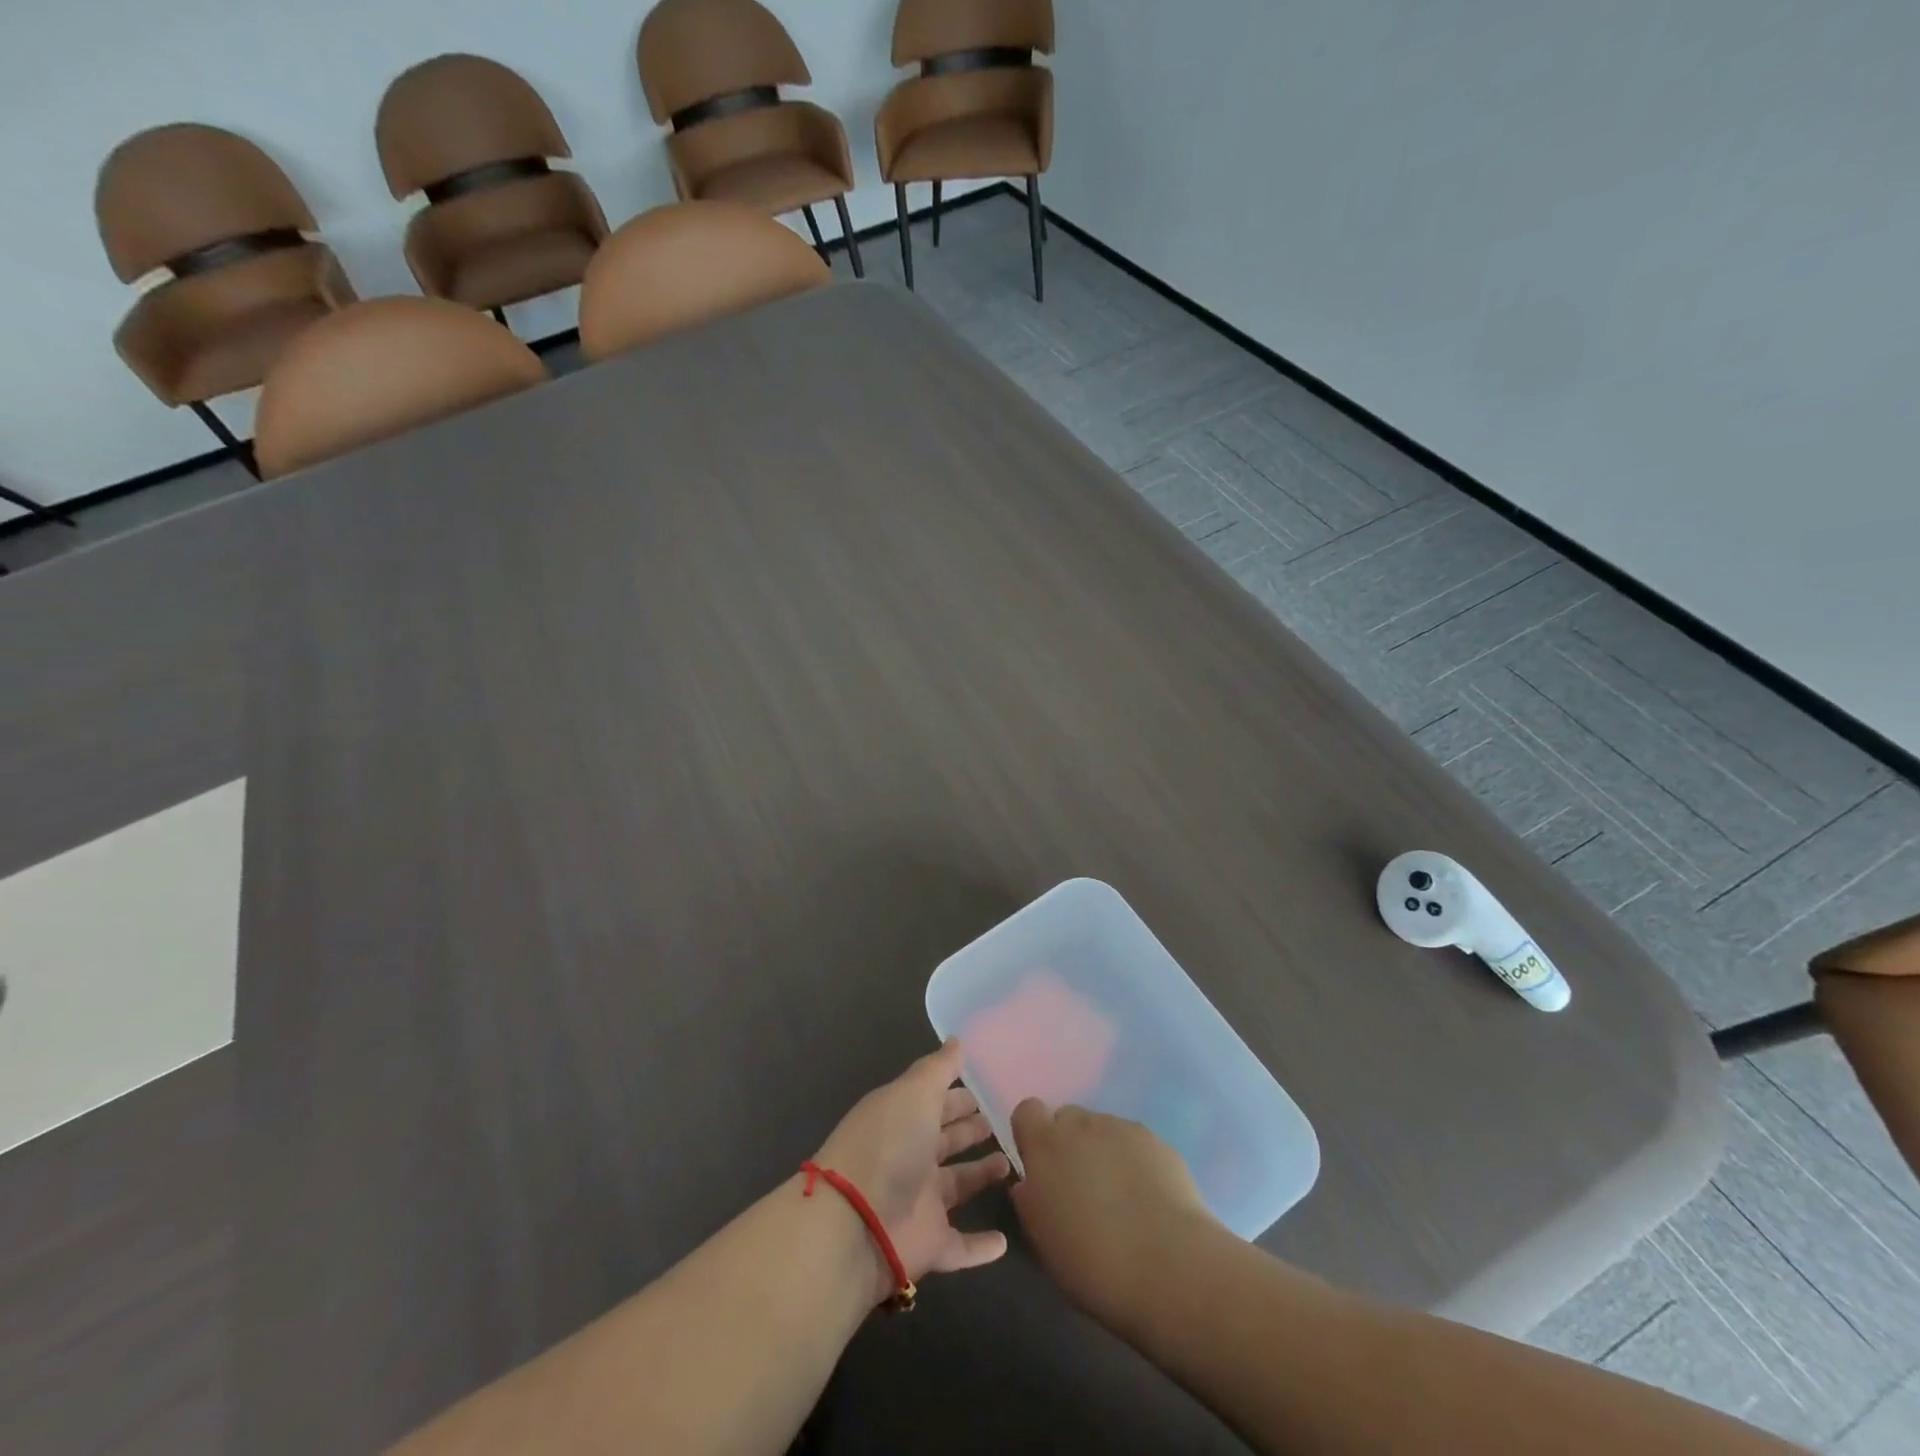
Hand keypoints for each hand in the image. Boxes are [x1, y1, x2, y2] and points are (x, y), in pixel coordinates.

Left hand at [813, 1039, 1012, 1296]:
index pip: (934, 1102)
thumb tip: (957, 1040)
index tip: (987, 1088)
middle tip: (1003, 1122)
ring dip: (980, 1177)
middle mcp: (910, 1158)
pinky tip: (1005, 1242)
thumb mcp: (914, 1092)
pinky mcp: (928, 1246)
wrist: (855, 1223)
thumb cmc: (888, 1144)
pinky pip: (960, 1247)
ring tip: (1011, 1164)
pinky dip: (980, 1247)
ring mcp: (919, 1203)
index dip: (958, 1095)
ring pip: (957, 1187)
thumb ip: (938, 1068)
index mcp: (903, 1119)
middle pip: (945, 1141)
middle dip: (969, 1130)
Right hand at [1009, 1100, 1221, 1325]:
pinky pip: (1134, 1143)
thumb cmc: (1092, 1263)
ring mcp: (1122, 1128)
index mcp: (1045, 1145)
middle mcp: (1082, 1124)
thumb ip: (1030, 1201)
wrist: (1169, 1269)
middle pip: (1067, 1118)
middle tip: (1080, 1188)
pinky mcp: (1157, 1141)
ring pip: (1102, 1130)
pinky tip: (1147, 1199)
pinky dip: (1134, 1161)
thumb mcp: (1043, 1240)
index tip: (1041, 1168)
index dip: (1032, 1135)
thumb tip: (1030, 1184)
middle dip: (1069, 1145)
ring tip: (1120, 1198)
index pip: (1027, 1111)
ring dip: (1102, 1152)